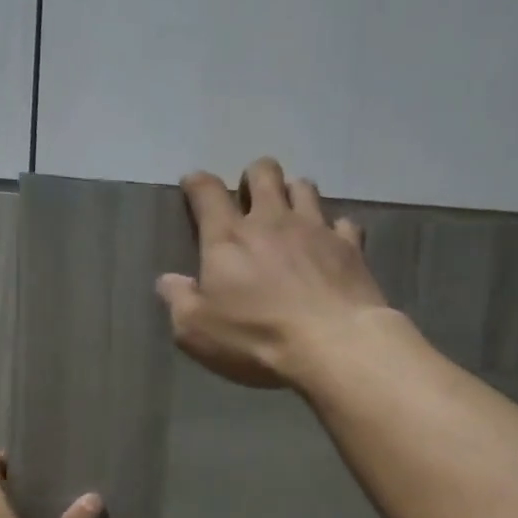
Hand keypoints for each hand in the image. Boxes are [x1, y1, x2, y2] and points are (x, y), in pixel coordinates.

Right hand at [156, 157, 390, 388]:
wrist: (332, 345)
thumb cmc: (257, 338)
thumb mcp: (197, 331)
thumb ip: (178, 301)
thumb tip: (167, 280)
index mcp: (228, 238)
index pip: (207, 192)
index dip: (197, 183)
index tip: (192, 184)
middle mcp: (272, 220)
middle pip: (263, 172)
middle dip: (253, 177)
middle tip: (250, 198)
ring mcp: (315, 229)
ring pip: (304, 187)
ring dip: (293, 193)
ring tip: (290, 213)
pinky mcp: (350, 247)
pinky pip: (344, 223)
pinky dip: (335, 229)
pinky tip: (331, 245)